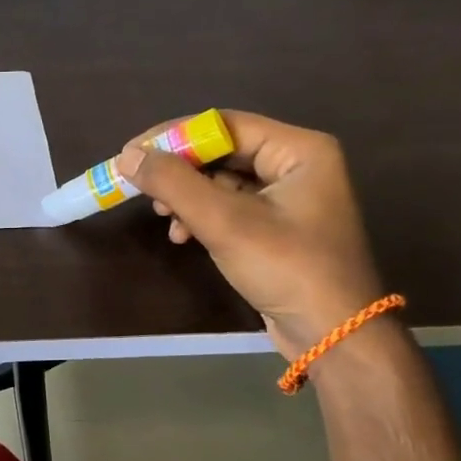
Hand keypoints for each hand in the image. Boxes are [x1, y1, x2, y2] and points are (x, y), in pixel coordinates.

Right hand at [117, 111, 385, 358]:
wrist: (333, 335)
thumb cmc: (287, 268)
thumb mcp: (225, 222)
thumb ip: (174, 184)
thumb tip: (127, 157)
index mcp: (299, 150)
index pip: (224, 125)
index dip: (173, 137)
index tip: (130, 155)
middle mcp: (296, 164)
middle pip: (221, 152)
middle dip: (179, 172)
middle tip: (142, 190)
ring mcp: (288, 197)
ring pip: (220, 181)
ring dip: (186, 198)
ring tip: (165, 219)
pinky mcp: (277, 226)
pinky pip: (229, 206)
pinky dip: (201, 217)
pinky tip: (183, 237)